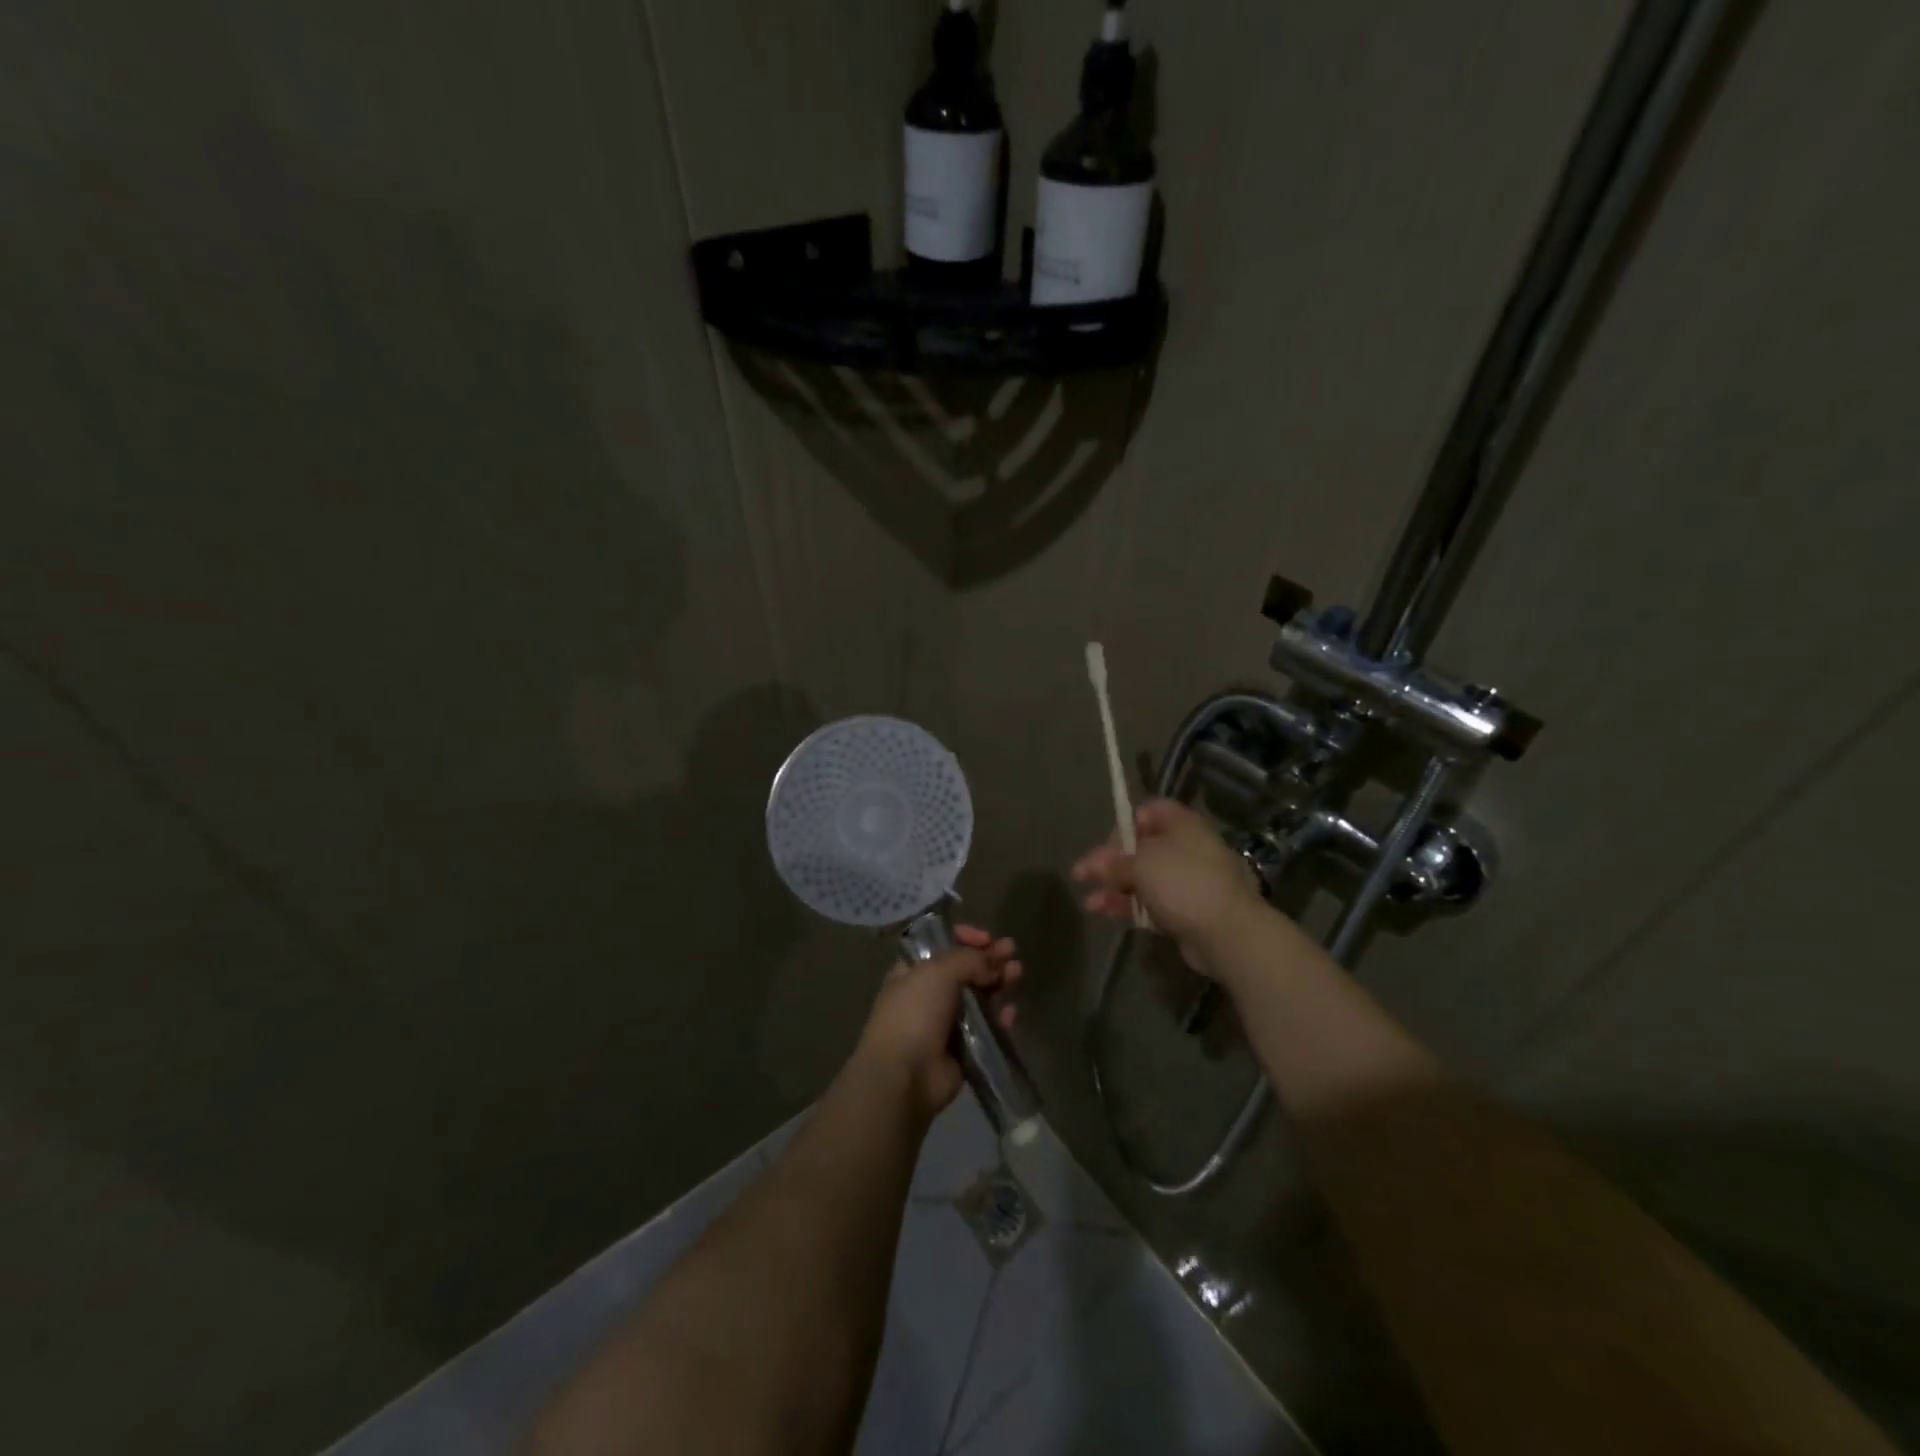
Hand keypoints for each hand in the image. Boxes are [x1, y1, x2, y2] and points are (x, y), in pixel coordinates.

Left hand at [854, 925, 1022, 1120]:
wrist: (904, 1075)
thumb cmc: (914, 1013)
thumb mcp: (939, 971)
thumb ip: (970, 960)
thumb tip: (992, 964)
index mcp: (913, 971)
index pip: (941, 946)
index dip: (964, 938)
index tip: (985, 938)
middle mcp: (928, 994)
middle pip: (964, 969)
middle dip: (988, 958)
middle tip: (1012, 950)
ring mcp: (945, 1022)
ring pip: (978, 997)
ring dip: (998, 982)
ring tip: (1018, 972)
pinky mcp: (962, 1049)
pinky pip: (986, 1028)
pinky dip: (999, 1018)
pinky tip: (1011, 1013)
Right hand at [1071, 800, 1265, 976]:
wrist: (1228, 933)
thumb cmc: (1183, 884)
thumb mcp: (1141, 865)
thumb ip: (1113, 863)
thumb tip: (1093, 865)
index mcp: (1182, 825)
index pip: (1148, 812)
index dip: (1124, 826)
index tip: (1105, 845)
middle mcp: (1187, 848)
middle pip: (1141, 849)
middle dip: (1109, 863)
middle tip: (1082, 877)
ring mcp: (1189, 881)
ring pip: (1144, 879)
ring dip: (1114, 888)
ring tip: (1090, 904)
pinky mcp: (1188, 910)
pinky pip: (1153, 902)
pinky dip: (1130, 906)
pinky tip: (1107, 913)